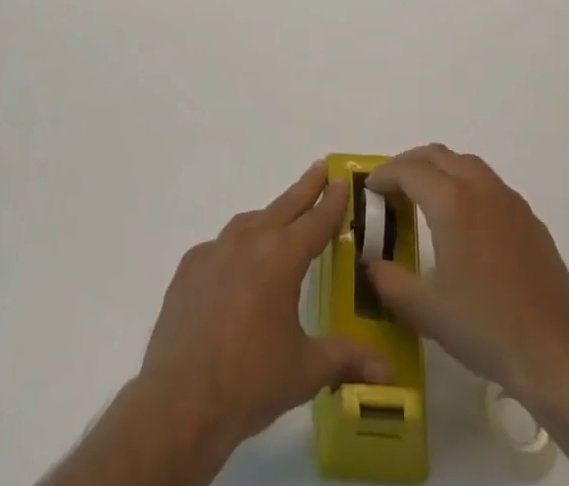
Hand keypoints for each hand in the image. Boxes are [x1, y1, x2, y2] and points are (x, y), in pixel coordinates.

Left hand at [138, 161, 391, 457]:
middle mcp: (248, 241)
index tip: (341, 180)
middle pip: (283, 207)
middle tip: (320, 168)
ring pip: (249, 222)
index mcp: (281, 257)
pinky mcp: (189, 268)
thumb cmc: (250, 381)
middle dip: (305, 188)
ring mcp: (214, 251)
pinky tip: (238, 269)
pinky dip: (236, 248)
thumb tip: (387, 371)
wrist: (181, 400)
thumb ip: (345, 359)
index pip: (315, 221)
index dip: (331, 202)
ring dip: (270, 216)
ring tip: (281, 220)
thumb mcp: (305, 371)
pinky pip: (220, 247)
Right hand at [364, 145, 568, 416]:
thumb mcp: (426, 311)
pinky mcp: (529, 218)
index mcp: (451, 201)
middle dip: (410, 164)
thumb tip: (370, 263)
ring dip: (440, 169)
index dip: (385, 175)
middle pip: (437, 155)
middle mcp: (479, 187)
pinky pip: (489, 184)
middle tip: (392, 187)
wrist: (555, 352)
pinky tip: (465, 221)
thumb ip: (390, 282)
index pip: (409, 170)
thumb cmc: (485, 327)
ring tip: (425, 196)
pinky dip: (467, 185)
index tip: (370, 188)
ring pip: (466, 164)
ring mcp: (508, 200)